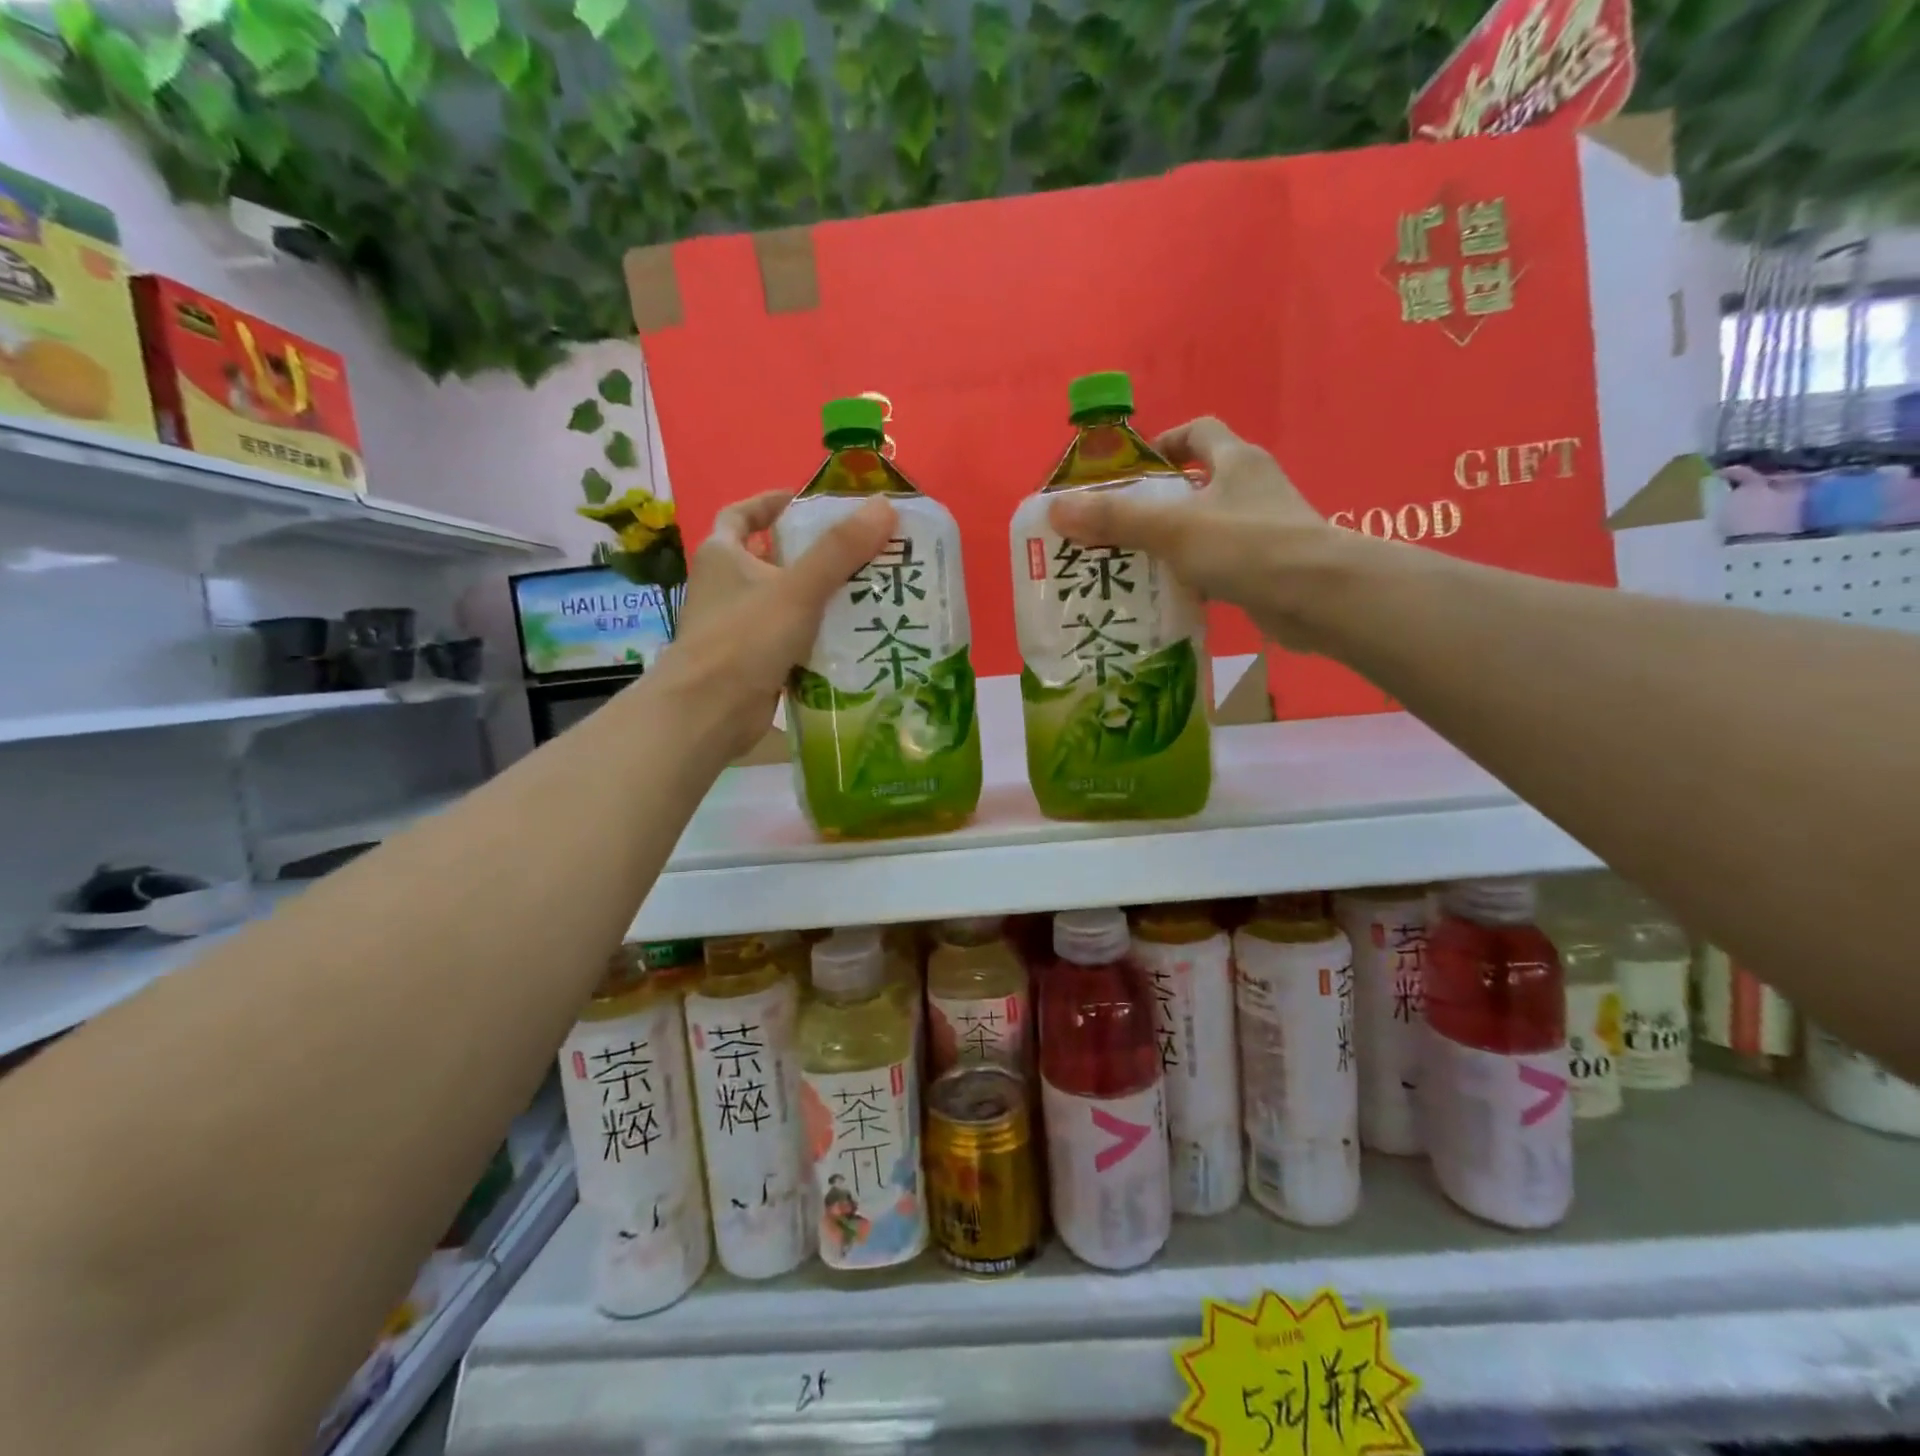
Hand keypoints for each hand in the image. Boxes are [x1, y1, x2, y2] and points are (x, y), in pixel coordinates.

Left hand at [652, 491, 896, 758]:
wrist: (710, 712)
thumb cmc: (745, 639)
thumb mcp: (797, 588)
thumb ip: (840, 550)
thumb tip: (884, 506)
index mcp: (723, 556)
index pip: (741, 514)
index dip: (770, 503)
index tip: (806, 502)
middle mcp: (726, 588)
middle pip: (771, 559)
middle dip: (811, 554)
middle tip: (859, 552)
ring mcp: (738, 627)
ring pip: (785, 602)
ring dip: (820, 598)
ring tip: (869, 592)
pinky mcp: (753, 662)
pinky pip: (791, 639)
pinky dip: (817, 636)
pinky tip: (853, 639)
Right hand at [1045, 417, 1341, 649]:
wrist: (1321, 596)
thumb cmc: (1248, 546)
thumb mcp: (1174, 528)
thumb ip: (1117, 518)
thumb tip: (1057, 509)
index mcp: (1236, 460)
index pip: (1199, 431)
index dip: (1166, 442)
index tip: (1134, 472)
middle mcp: (1253, 488)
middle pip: (1199, 483)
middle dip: (1159, 503)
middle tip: (1119, 528)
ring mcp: (1265, 528)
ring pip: (1208, 527)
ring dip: (1174, 543)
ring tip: (1133, 566)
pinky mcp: (1269, 567)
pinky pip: (1221, 563)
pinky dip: (1195, 575)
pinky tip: (1169, 597)